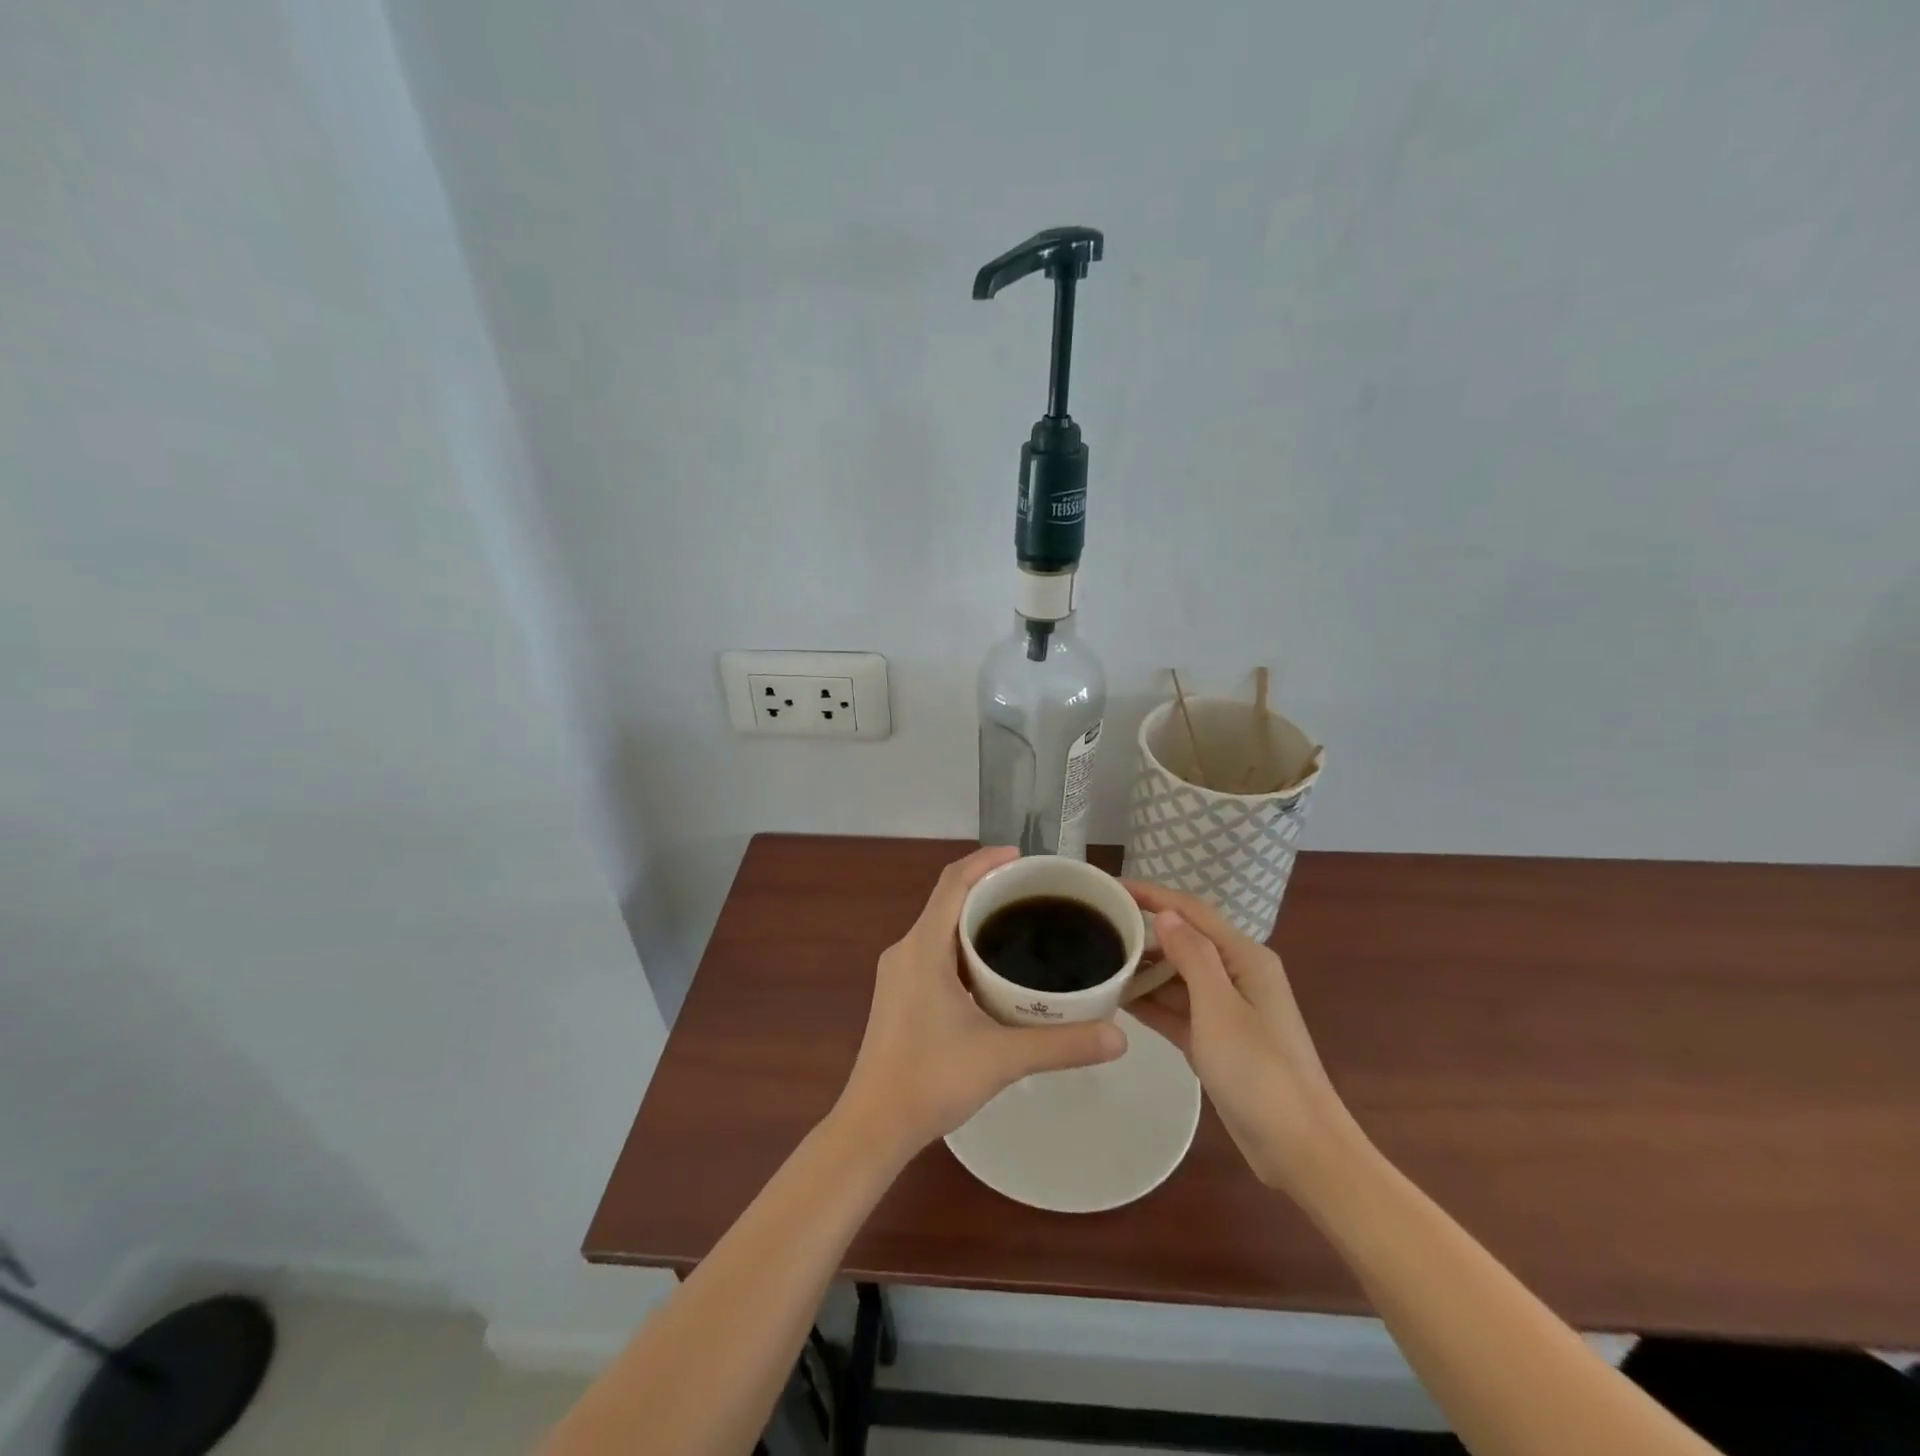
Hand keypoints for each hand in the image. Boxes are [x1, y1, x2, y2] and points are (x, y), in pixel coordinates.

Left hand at [836, 847, 1126, 1157]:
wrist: (874, 1126)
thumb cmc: (930, 1081)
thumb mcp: (1002, 1058)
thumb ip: (1062, 1044)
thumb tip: (1119, 1037)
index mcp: (923, 947)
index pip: (953, 882)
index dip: (986, 860)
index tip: (1023, 857)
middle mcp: (906, 950)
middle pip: (949, 901)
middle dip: (989, 889)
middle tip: (1036, 895)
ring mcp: (899, 974)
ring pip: (941, 929)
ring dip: (976, 920)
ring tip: (1023, 926)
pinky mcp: (900, 995)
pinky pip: (935, 952)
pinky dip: (965, 947)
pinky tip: (994, 971)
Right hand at [1125, 881, 1357, 1192]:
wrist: (1300, 1150)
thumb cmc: (1260, 1072)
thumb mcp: (1219, 1008)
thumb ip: (1192, 957)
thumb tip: (1166, 914)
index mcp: (1245, 957)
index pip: (1192, 911)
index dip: (1151, 895)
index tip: (1110, 888)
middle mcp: (1237, 974)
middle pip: (1183, 940)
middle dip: (1143, 933)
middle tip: (1095, 929)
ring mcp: (1226, 1009)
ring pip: (1177, 976)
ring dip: (1143, 970)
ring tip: (1097, 963)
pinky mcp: (1216, 1039)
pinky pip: (1177, 1009)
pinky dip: (1151, 1002)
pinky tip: (1117, 999)